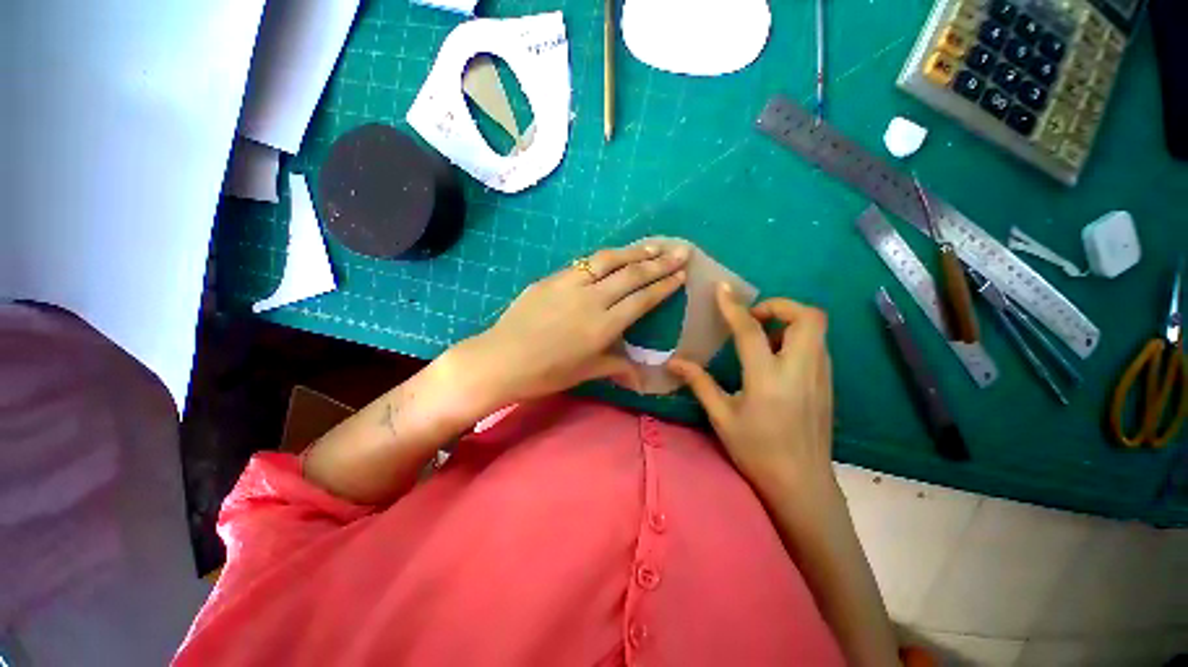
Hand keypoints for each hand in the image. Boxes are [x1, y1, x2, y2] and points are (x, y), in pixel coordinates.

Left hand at [454, 244, 688, 409]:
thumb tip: (641, 378)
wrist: (502, 359)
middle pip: (631, 275)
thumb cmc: (546, 373)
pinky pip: (584, 264)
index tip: (681, 274)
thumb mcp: (586, 372)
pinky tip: (613, 257)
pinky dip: (604, 258)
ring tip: (653, 246)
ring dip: (634, 252)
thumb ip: (617, 367)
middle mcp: (592, 299)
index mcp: (604, 326)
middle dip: (659, 262)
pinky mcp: (552, 278)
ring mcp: (570, 284)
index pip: (642, 299)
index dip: (664, 286)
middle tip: (680, 250)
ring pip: (609, 261)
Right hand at [669, 287, 833, 497]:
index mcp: (768, 379)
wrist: (802, 484)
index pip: (751, 331)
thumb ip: (699, 383)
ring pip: (817, 329)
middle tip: (755, 318)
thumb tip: (674, 362)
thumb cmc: (756, 451)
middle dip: (780, 306)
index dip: (734, 306)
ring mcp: (820, 376)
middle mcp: (800, 370)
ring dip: (789, 321)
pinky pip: (817, 345)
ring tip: (762, 337)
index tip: (723, 289)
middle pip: (808, 317)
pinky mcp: (827, 383)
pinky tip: (775, 358)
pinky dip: (797, 338)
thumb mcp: (722, 417)